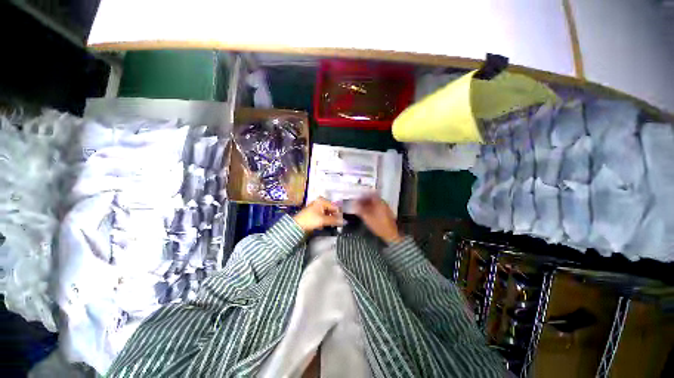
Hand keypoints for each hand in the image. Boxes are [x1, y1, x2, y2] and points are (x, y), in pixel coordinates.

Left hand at [293, 197, 344, 233]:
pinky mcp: (315, 212)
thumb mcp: (323, 220)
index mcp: (322, 201)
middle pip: (332, 209)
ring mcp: (317, 207)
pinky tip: (322, 225)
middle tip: (336, 224)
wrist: (296, 225)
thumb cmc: (309, 220)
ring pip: (328, 213)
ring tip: (328, 225)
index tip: (342, 221)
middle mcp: (320, 202)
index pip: (335, 206)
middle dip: (334, 217)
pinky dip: (324, 220)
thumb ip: (334, 220)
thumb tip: (344, 221)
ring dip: (329, 220)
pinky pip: (323, 215)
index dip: (339, 214)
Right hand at [355, 195, 402, 243]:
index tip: (359, 196)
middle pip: (373, 198)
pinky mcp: (386, 213)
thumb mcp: (367, 218)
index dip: (364, 194)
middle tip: (359, 202)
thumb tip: (354, 204)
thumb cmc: (379, 225)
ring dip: (368, 204)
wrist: (390, 234)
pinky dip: (372, 208)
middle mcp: (383, 204)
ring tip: (361, 207)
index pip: (371, 194)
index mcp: (379, 203)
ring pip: (375, 203)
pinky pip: (377, 207)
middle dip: (365, 199)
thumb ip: (360, 210)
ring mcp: (385, 208)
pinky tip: (367, 212)